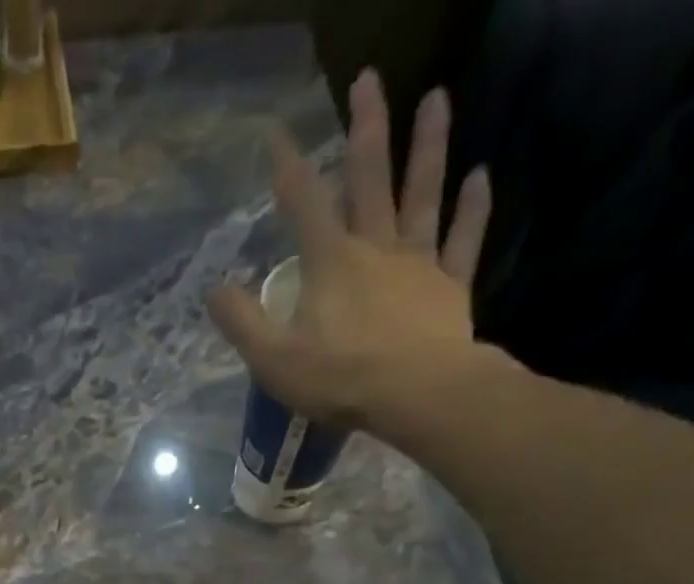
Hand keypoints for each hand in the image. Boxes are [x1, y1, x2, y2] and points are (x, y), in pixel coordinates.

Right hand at [207, 70, 493, 427]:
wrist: (415, 394)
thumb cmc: (339, 378)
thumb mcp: (273, 359)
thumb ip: (242, 323)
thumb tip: (213, 290)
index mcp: (330, 263)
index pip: (303, 204)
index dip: (287, 167)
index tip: (277, 132)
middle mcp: (375, 248)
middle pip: (370, 178)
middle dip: (366, 128)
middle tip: (368, 80)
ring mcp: (417, 262)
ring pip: (422, 194)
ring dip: (429, 145)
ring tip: (437, 97)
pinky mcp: (449, 286)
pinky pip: (463, 239)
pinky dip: (473, 208)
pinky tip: (479, 176)